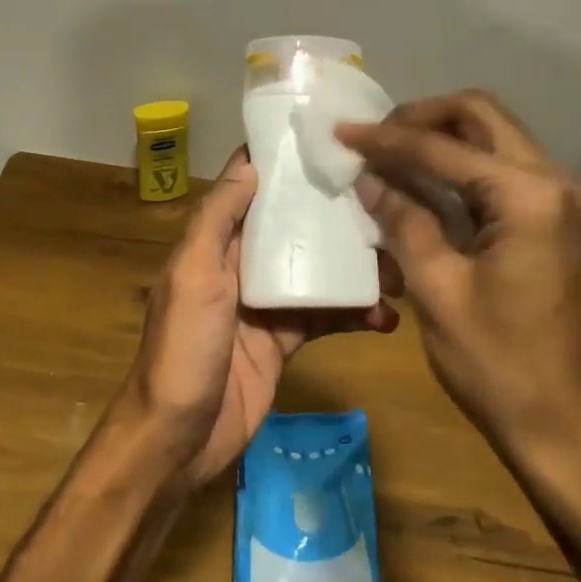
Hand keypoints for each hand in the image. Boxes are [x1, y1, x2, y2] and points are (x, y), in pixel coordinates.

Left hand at [107, 148, 398, 491]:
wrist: (180, 438)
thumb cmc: (184, 349)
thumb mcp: (193, 276)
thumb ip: (217, 220)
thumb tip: (250, 162)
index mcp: (216, 244)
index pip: (252, 190)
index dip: (286, 166)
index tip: (334, 143)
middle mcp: (241, 266)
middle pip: (294, 230)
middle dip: (337, 219)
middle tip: (390, 208)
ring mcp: (266, 305)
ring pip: (317, 273)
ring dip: (355, 270)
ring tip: (400, 270)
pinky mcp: (285, 341)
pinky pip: (325, 318)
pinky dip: (354, 315)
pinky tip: (386, 318)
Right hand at [336, 91, 580, 451]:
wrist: (559, 423)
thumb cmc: (496, 363)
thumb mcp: (437, 289)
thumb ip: (402, 221)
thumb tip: (369, 178)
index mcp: (529, 196)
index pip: (444, 147)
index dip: (387, 138)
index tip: (341, 132)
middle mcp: (554, 182)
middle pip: (481, 116)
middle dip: (422, 118)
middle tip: (374, 139)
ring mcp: (558, 201)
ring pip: (493, 139)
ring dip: (440, 139)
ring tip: (388, 155)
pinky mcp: (551, 222)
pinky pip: (499, 172)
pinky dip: (458, 169)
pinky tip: (419, 184)